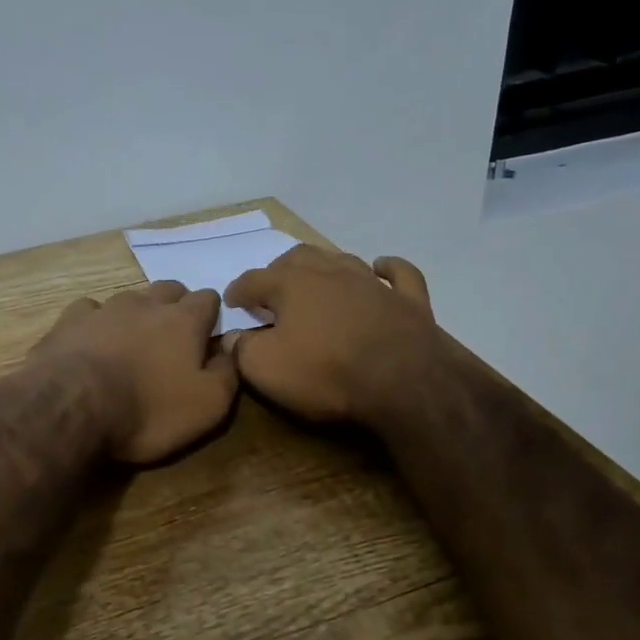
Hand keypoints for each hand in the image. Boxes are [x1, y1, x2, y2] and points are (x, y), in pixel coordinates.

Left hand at [31, 281, 238, 463]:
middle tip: (173, 335)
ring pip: (129, 297)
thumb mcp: (207, 406)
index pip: (207, 298)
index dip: (211, 313)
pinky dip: (96, 322)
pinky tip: (91, 340)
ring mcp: (104, 309)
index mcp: (184, 321)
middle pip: (168, 289)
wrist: (72, 408)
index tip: (207, 334)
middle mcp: (146, 304)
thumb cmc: (148, 410)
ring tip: (133, 339)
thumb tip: (231, 350)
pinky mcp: (69, 321)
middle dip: (175, 305)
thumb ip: (227, 373)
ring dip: (136, 313)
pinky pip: (89, 310)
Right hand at [223, 245, 440, 426]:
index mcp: (292, 284)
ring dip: (324, 267)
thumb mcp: (266, 369)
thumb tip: (233, 337)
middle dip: (279, 270)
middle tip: (271, 290)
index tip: (230, 301)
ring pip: (342, 260)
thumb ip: (242, 349)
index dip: (238, 290)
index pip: (254, 280)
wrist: (403, 381)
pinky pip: (398, 274)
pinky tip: (380, 269)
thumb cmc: (326, 372)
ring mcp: (373, 283)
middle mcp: (331, 272)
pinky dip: (387, 269)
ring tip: (314, 281)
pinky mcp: (409, 300)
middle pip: (298, 258)